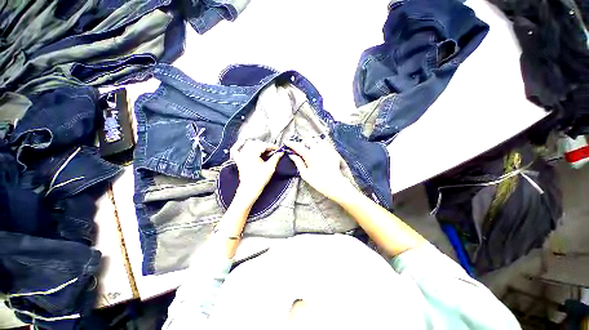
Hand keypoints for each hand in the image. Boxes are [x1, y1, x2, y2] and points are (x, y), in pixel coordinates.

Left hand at [230, 139, 282, 207]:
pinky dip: (239, 146)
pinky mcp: (238, 161)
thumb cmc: (260, 180)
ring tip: (263, 150)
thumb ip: (276, 158)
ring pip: (248, 144)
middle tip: (272, 151)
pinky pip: (236, 150)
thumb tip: (281, 152)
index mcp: (253, 154)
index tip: (278, 149)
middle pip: (256, 143)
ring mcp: (240, 156)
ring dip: (256, 145)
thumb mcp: (270, 168)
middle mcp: (245, 153)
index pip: (264, 145)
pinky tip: (243, 145)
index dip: (272, 146)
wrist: (249, 189)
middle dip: (265, 145)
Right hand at [285, 138, 355, 202]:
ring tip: (311, 150)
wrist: (335, 184)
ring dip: (311, 143)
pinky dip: (320, 145)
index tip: (286, 142)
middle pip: (308, 140)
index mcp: (310, 155)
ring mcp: (326, 149)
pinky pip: (325, 144)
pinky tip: (319, 152)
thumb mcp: (305, 174)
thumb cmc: (318, 181)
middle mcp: (318, 149)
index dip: (291, 143)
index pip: (298, 146)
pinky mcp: (332, 151)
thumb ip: (298, 163)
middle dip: (303, 143)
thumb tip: (292, 155)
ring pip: (317, 140)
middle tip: (301, 150)